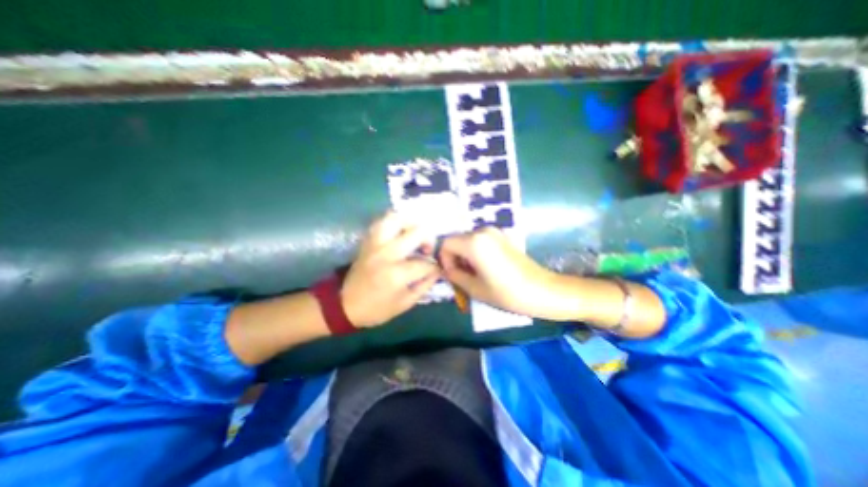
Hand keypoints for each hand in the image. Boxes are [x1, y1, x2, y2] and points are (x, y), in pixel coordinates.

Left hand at [341, 212, 440, 327]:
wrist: (345, 304)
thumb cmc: (376, 308)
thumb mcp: (405, 303)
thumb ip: (425, 285)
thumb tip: (437, 271)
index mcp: (396, 274)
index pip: (425, 263)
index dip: (435, 267)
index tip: (436, 270)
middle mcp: (386, 253)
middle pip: (416, 232)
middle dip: (429, 239)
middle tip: (427, 249)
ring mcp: (375, 244)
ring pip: (396, 218)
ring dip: (411, 223)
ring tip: (416, 233)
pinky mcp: (368, 241)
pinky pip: (381, 222)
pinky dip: (394, 222)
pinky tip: (400, 231)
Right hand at [442, 227, 554, 319]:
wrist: (542, 290)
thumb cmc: (506, 293)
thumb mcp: (474, 288)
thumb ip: (454, 276)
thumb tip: (447, 270)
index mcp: (473, 242)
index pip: (445, 244)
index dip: (444, 260)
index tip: (453, 276)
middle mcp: (482, 231)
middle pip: (456, 241)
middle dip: (455, 258)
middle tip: (462, 277)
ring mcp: (494, 232)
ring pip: (467, 241)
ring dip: (465, 256)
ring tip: (474, 275)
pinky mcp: (502, 237)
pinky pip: (480, 241)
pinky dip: (476, 253)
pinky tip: (486, 269)